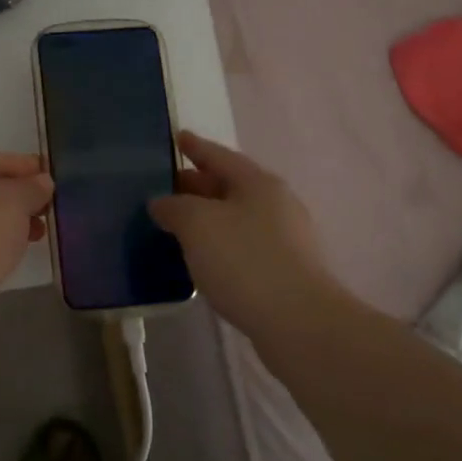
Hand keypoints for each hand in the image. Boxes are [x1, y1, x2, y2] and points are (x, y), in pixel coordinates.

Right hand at [148, 132, 337, 336]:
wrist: (299, 323)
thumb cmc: (245, 261)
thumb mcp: (197, 224)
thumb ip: (174, 207)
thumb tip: (162, 203)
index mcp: (258, 183)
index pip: (219, 156)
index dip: (195, 147)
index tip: (177, 137)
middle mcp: (276, 204)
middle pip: (229, 186)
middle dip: (197, 185)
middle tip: (165, 186)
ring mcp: (285, 239)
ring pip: (236, 218)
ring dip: (208, 218)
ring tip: (177, 224)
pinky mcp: (285, 272)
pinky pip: (243, 246)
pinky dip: (219, 244)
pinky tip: (201, 258)